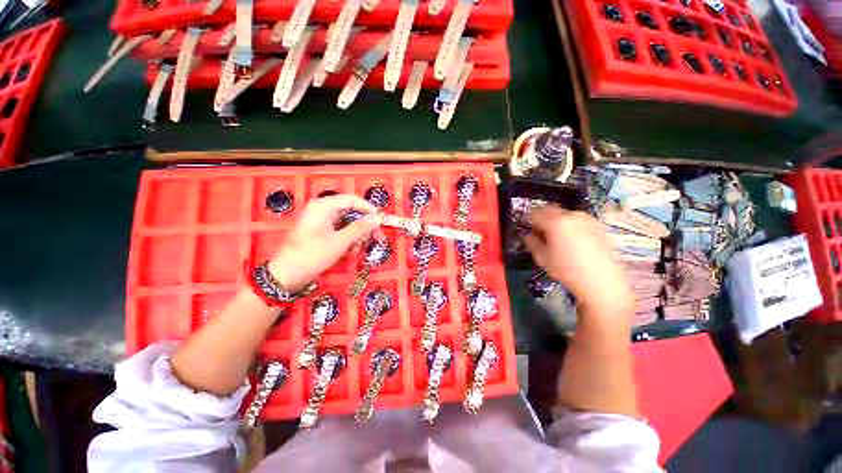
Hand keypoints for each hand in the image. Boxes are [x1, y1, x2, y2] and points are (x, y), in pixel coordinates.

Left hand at [268, 194, 382, 291]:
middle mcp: (323, 209)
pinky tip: (349, 252)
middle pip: (352, 212)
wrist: (287, 275)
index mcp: (324, 206)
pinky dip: (348, 240)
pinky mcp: (321, 232)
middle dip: (365, 226)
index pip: (353, 200)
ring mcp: (322, 221)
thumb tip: (377, 219)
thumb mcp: (340, 241)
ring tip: (358, 249)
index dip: (369, 210)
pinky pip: (341, 231)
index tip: (382, 222)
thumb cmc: (312, 255)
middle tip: (378, 238)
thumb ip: (360, 228)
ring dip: (357, 236)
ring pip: (348, 223)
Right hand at [524, 207, 633, 318]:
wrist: (601, 280)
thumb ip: (532, 243)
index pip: (535, 214)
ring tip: (557, 237)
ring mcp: (587, 219)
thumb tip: (528, 236)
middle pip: (551, 210)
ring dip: (557, 221)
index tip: (528, 230)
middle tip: (540, 233)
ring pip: (565, 214)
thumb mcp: (542, 258)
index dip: (529, 221)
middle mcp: (571, 215)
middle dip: (543, 219)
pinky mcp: (598, 226)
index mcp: (555, 222)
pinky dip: (571, 225)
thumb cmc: (566, 269)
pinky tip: (573, 241)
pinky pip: (578, 220)